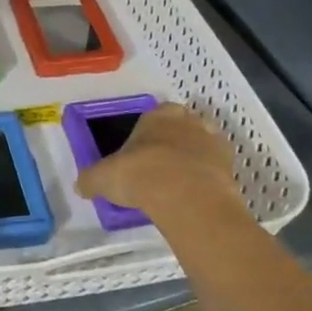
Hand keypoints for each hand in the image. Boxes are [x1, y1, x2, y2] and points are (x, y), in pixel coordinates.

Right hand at [75, 103, 249, 220]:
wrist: (186, 197)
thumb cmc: (140, 174)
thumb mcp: (103, 177)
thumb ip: (91, 179)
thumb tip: (81, 186)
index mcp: (158, 116)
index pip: (156, 114)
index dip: (150, 131)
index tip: (141, 150)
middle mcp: (188, 122)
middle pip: (183, 126)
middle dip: (175, 140)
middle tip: (161, 165)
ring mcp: (213, 143)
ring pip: (203, 145)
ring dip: (194, 158)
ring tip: (179, 182)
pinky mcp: (230, 167)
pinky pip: (217, 169)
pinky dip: (208, 178)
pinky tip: (194, 195)